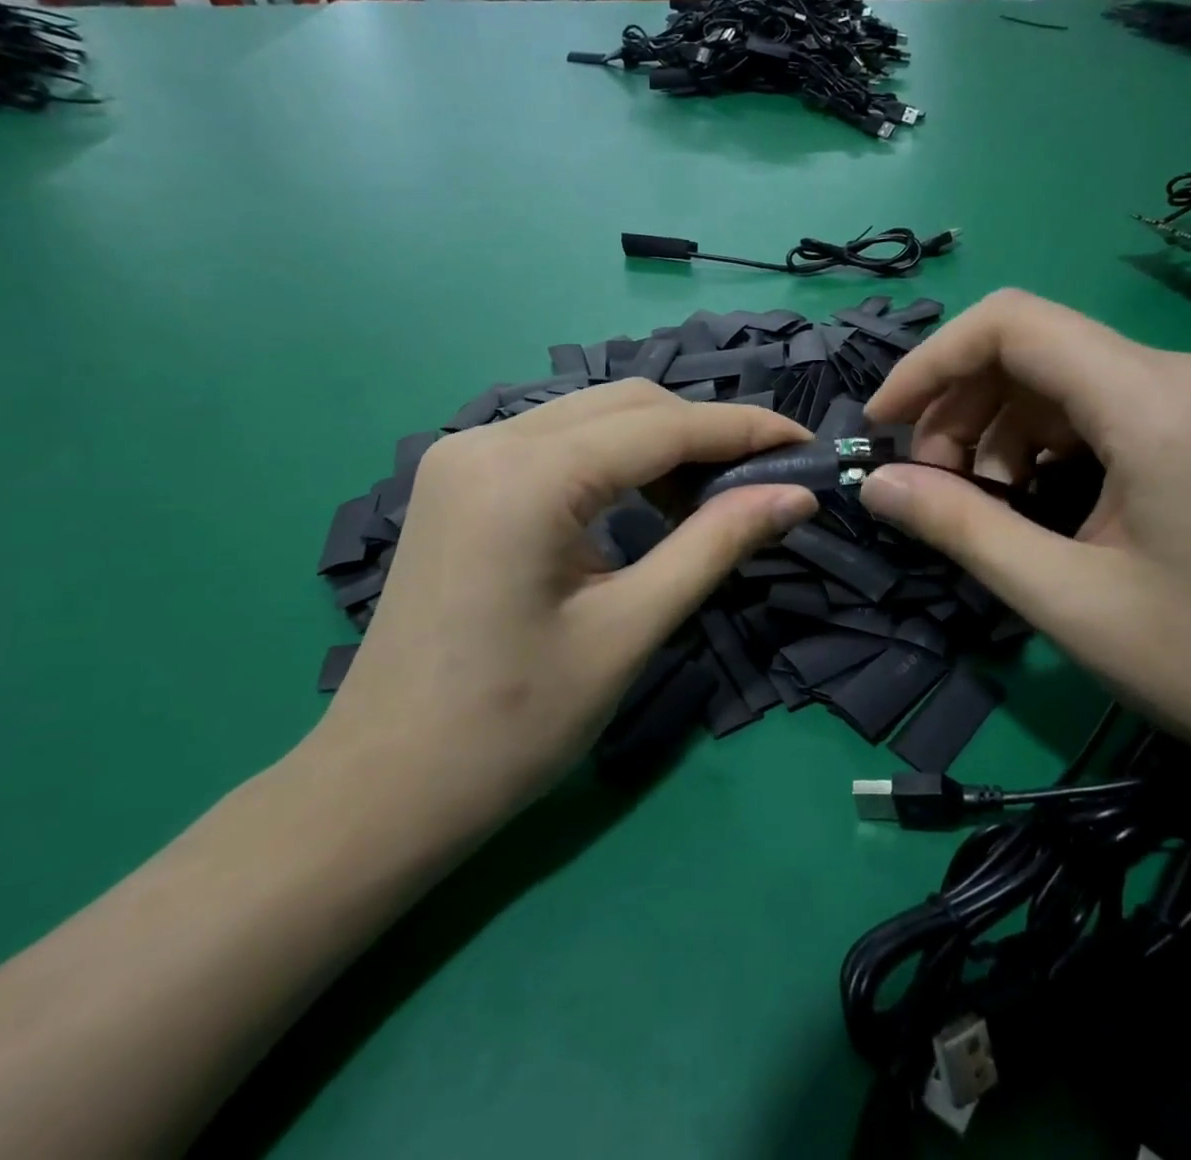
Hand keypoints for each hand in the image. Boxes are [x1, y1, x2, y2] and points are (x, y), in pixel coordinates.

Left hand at [313, 381, 816, 825]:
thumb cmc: (512, 725)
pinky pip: (557, 443)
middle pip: (626, 404)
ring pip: (591, 417)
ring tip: (708, 501)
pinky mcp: (458, 479)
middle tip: (763, 480)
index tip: (805, 445)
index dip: (744, 430)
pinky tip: (642, 505)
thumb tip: (794, 495)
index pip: (661, 426)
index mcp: (527, 476)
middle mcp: (488, 440)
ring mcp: (464, 455)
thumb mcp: (629, 630)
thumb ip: (714, 545)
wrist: (384, 786)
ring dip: (659, 445)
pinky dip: (613, 461)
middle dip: (704, 434)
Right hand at [857, 290, 1190, 785]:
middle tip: (928, 486)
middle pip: (1031, 349)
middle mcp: (1181, 375)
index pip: (1010, 324)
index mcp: (1154, 400)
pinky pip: (1098, 408)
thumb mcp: (1065, 598)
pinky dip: (1043, 444)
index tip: (881, 425)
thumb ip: (959, 527)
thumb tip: (873, 484)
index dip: (929, 363)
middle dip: (959, 407)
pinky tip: (1034, 502)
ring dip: (997, 430)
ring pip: (1060, 379)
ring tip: (980, 504)